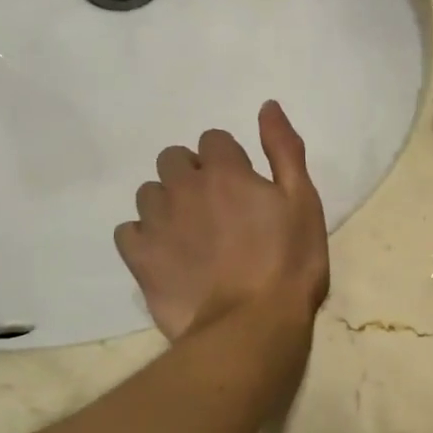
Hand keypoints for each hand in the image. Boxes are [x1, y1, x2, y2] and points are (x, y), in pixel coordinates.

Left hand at [115, 100, 329, 340]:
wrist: (251, 326)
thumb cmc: (289, 262)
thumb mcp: (303, 201)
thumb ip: (284, 150)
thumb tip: (267, 106)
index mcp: (226, 171)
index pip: (213, 140)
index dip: (229, 160)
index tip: (244, 186)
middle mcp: (184, 187)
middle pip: (173, 159)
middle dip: (192, 174)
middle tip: (217, 207)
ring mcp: (157, 222)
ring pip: (149, 192)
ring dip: (168, 202)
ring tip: (192, 233)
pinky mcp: (139, 257)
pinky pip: (128, 230)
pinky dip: (144, 236)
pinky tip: (166, 254)